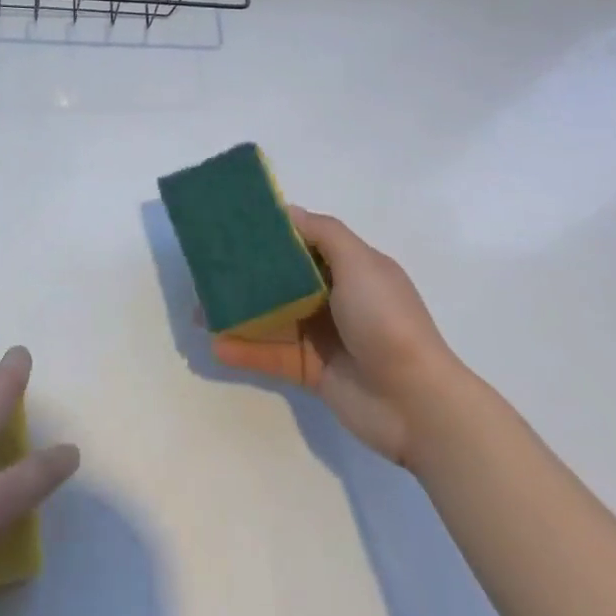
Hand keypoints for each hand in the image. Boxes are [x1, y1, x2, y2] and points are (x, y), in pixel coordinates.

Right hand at [210, 207, 459, 467]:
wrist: (417, 404)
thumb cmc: (387, 321)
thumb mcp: (360, 263)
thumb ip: (323, 233)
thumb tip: (287, 210)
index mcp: (348, 269)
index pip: (302, 243)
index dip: (269, 233)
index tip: (232, 225)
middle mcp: (333, 298)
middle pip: (280, 279)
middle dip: (244, 274)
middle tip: (205, 269)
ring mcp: (321, 336)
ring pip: (269, 317)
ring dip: (236, 313)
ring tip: (198, 310)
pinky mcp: (310, 372)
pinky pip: (270, 355)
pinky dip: (244, 350)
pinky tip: (215, 344)